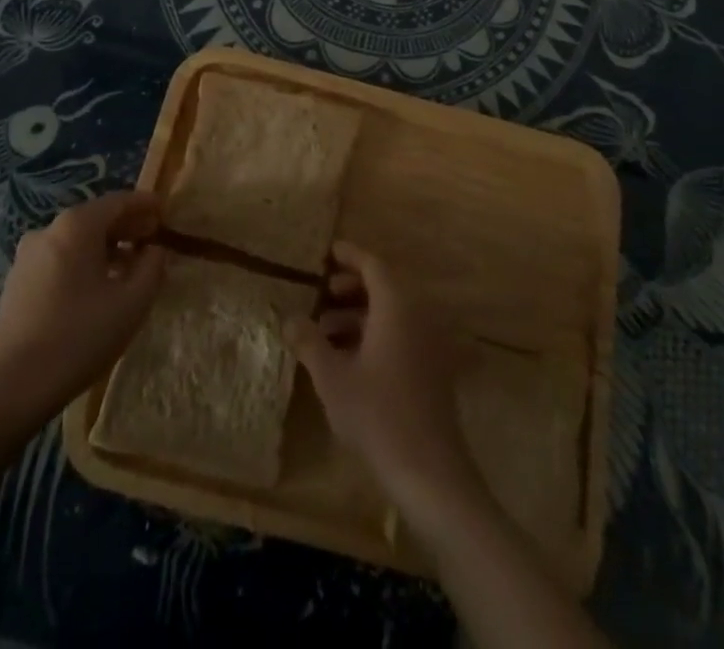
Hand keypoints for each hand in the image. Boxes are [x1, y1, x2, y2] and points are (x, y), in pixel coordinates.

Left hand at [0, 191, 164, 426]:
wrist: (12, 388)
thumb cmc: (79, 337)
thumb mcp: (132, 303)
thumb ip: (152, 267)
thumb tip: (154, 250)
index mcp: (76, 225)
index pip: (119, 201)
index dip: (145, 204)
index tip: (165, 211)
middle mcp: (49, 230)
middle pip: (96, 218)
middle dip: (127, 226)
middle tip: (153, 238)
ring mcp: (28, 256)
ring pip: (77, 240)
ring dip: (106, 247)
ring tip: (130, 267)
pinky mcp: (17, 281)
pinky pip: (60, 259)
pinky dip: (83, 262)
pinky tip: (98, 287)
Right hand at [286, 242, 479, 515]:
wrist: (430, 471)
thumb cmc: (377, 415)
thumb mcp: (332, 378)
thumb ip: (309, 343)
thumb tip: (289, 318)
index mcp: (396, 307)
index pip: (373, 265)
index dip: (350, 256)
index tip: (328, 252)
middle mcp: (418, 316)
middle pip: (385, 286)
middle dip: (353, 286)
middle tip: (324, 293)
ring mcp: (431, 343)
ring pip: (394, 312)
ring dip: (362, 313)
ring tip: (327, 330)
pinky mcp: (434, 369)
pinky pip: (404, 334)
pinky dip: (377, 333)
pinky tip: (351, 358)